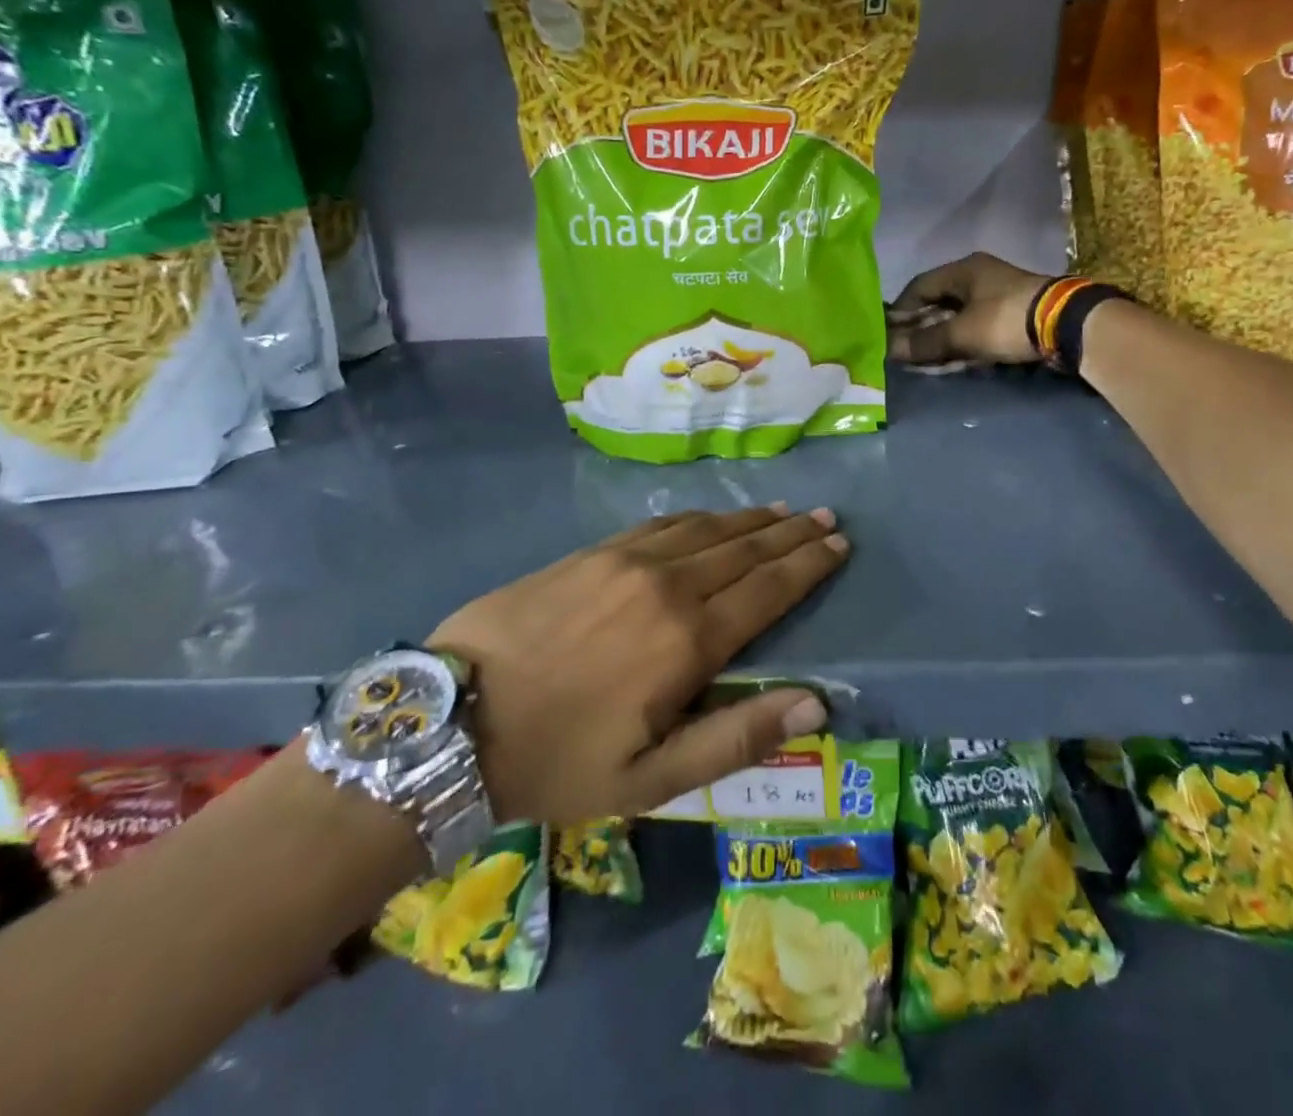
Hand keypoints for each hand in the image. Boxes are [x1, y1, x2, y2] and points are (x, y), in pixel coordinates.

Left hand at [428, 506, 848, 825]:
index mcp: (689, 640)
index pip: (768, 589)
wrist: (453, 718)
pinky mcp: (593, 552)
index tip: (839, 545)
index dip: (808, 565)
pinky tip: (713, 517)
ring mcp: (627, 560)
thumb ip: (737, 736)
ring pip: (707, 529)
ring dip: (751, 519)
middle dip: (791, 533)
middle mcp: (667, 585)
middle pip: (745, 549)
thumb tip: (817, 703)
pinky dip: (700, 518)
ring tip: (784, 511)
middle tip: (826, 518)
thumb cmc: (559, 759)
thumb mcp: (652, 779)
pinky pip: (663, 524)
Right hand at [886, 252, 1048, 366]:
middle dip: (920, 329)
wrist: (1066, 325)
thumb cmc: (1005, 320)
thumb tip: (889, 350)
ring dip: (940, 339)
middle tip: (904, 352)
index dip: (901, 310)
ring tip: (925, 362)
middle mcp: (979, 278)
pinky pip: (977, 329)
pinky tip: (952, 362)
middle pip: (939, 303)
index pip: (919, 286)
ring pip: (958, 318)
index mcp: (964, 270)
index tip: (887, 333)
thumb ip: (924, 342)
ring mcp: (998, 296)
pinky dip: (962, 344)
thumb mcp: (960, 333)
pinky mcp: (1013, 316)